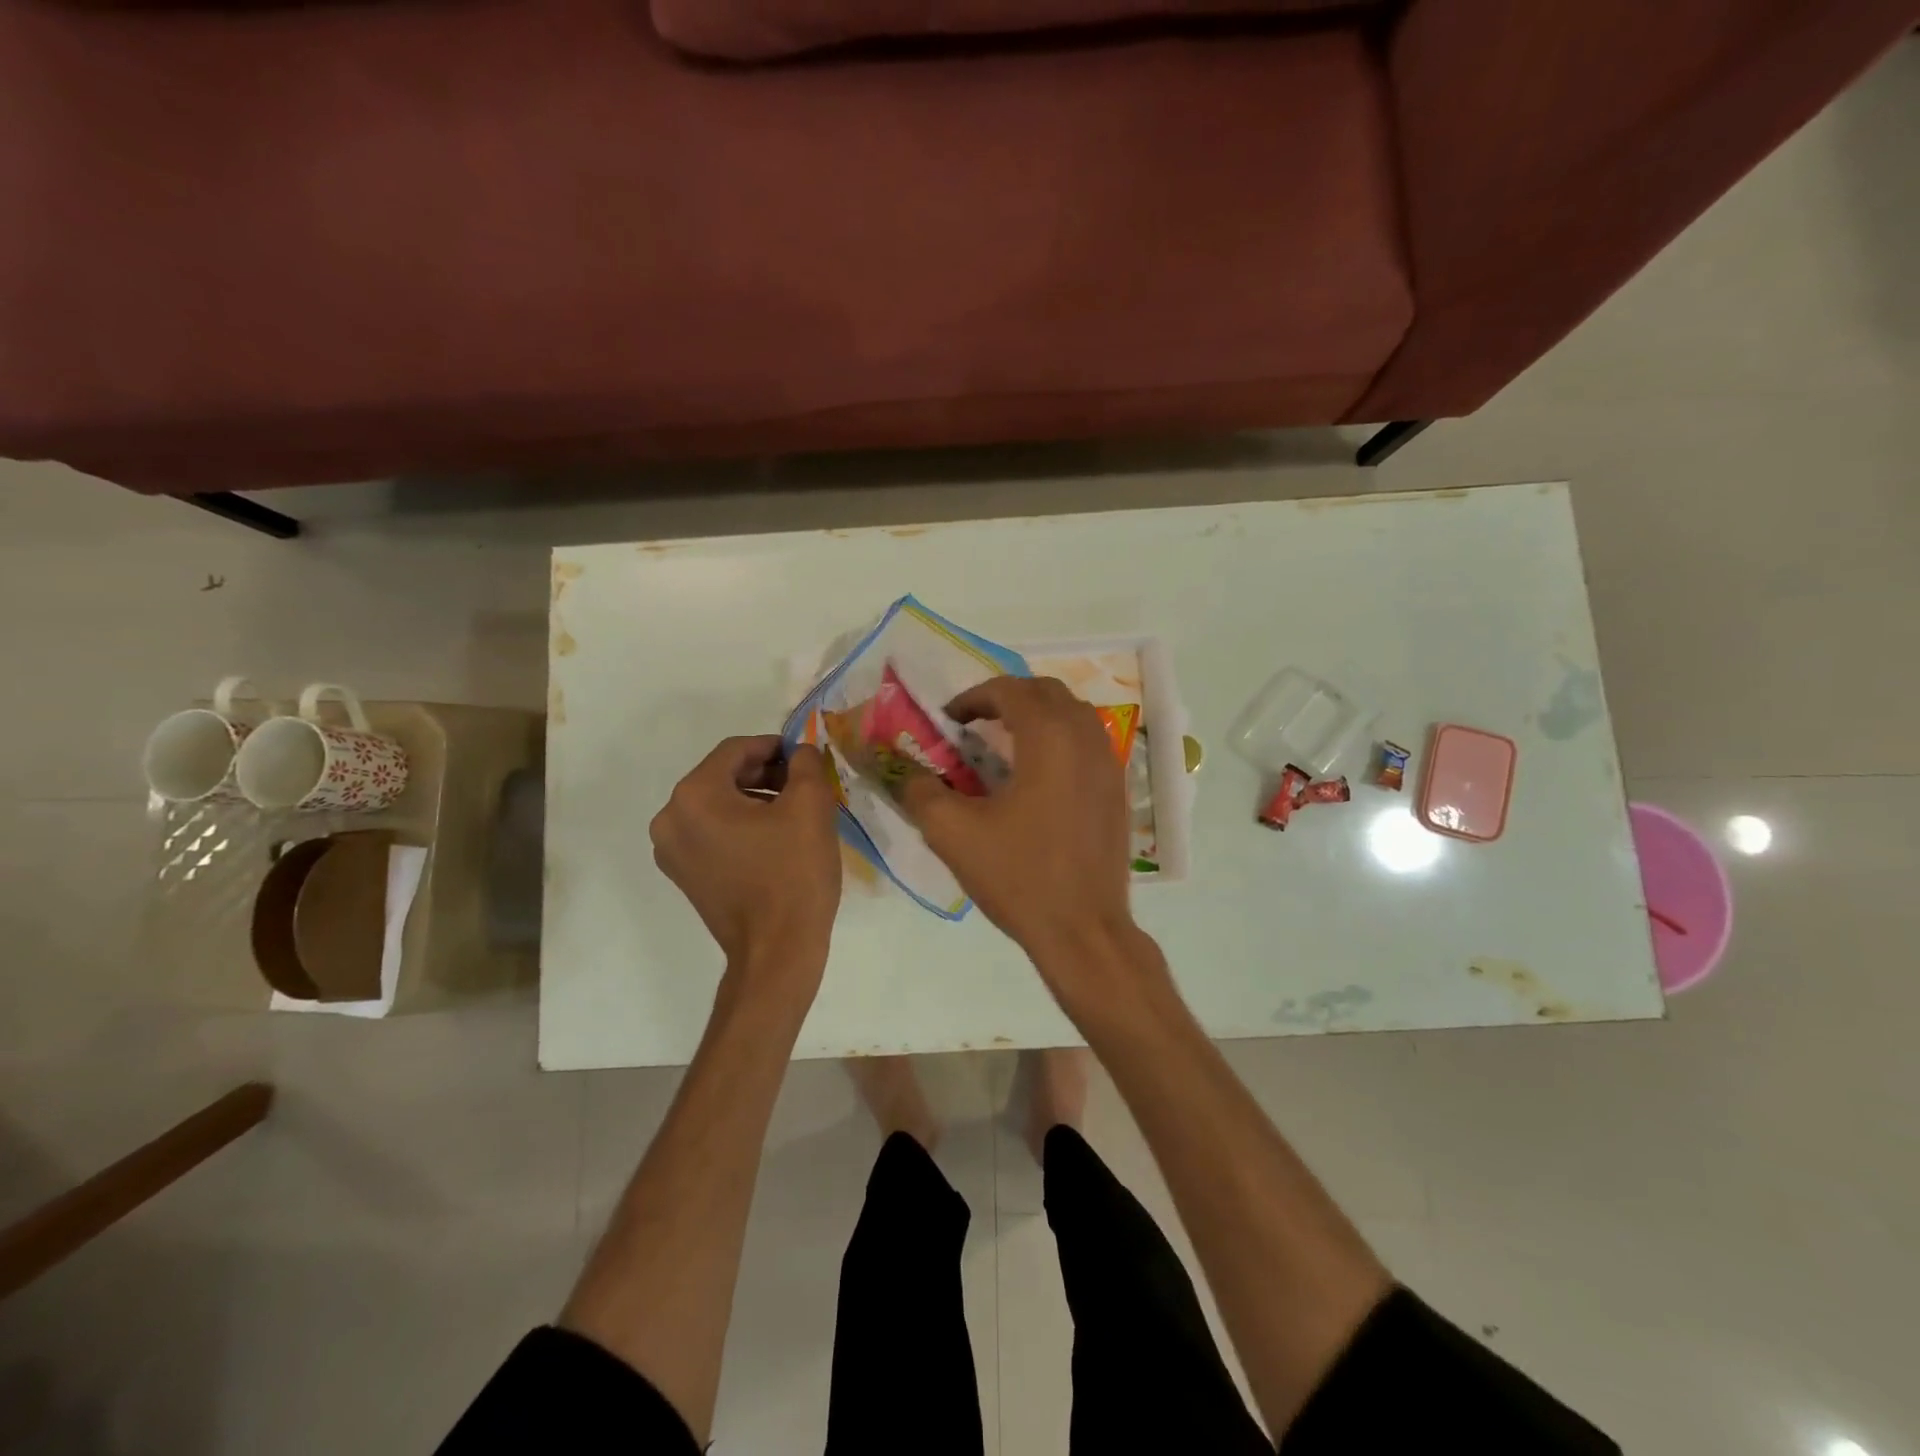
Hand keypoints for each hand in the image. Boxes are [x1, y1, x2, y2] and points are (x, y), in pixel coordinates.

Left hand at [650, 737, 841, 977]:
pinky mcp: (684, 875)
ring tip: (795, 813)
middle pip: (723, 776)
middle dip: (766, 774)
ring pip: (718, 805)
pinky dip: (742, 826)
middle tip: (804, 786)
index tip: (806, 758)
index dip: (775, 747)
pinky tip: (775, 839)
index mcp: (694, 796)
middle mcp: (670, 819)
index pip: (736, 750)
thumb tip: (800, 753)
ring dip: (756, 800)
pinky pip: (713, 833)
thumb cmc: (793, 873)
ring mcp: (671, 851)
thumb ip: (806, 763)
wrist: (777, 951)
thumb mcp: (811, 806)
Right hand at [898, 677, 1136, 977]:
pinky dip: (1062, 738)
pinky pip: (1090, 742)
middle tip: (975, 724)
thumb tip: (904, 771)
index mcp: (1048, 738)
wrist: (1083, 929)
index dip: (973, 697)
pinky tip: (1040, 775)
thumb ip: (921, 792)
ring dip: (1038, 715)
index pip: (1009, 690)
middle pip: (1047, 691)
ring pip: (1074, 713)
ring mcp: (1110, 764)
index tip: (949, 721)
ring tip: (1006, 743)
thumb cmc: (1018, 877)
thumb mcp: (953, 834)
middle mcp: (1085, 739)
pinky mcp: (1119, 790)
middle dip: (1007, 698)